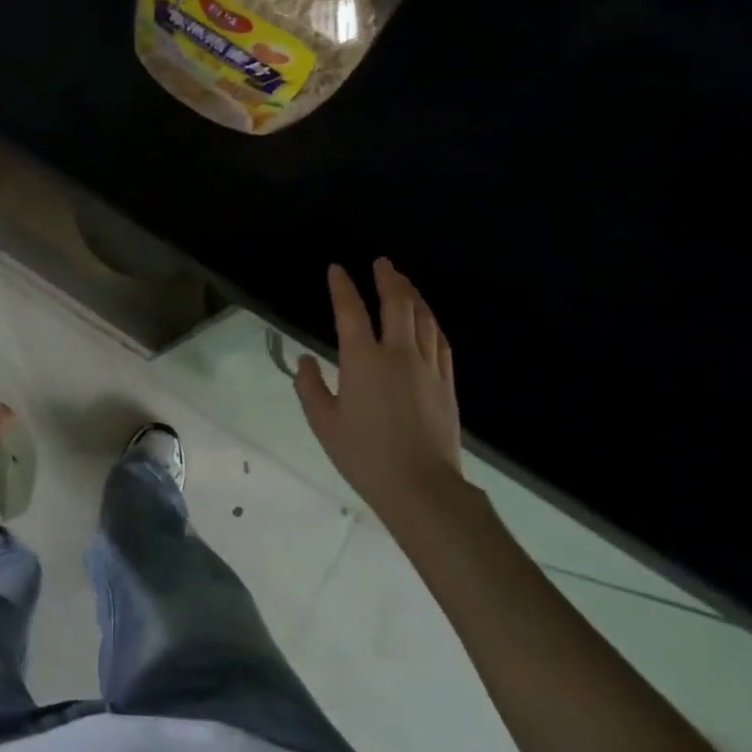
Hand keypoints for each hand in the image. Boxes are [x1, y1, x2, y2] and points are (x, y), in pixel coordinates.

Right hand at [294, 260, 463, 527]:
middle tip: (382, 263)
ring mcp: (427, 366)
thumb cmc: (365, 456)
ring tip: (404, 282)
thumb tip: (305, 361)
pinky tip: (428, 319)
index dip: (342, 287)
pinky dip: (432, 322)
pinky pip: (441, 341)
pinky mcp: (446, 382)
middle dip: (388, 279)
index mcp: (362, 360)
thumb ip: (310, 388)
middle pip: (397, 304)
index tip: (337, 269)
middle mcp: (398, 353)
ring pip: (423, 318)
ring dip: (412, 295)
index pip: (351, 311)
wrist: (422, 488)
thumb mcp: (324, 424)